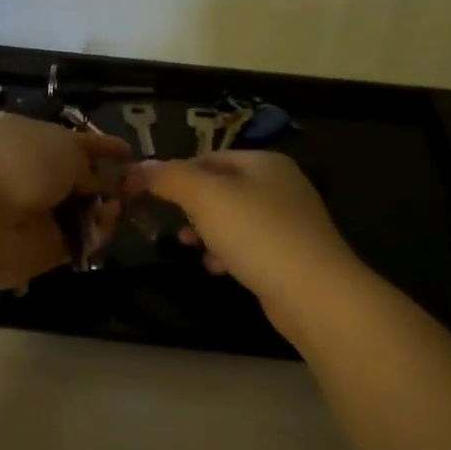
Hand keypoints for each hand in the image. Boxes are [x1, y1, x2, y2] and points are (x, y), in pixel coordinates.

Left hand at [0, 115, 129, 287]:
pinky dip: (97, 234)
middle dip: (110, 182)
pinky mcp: (43, 249)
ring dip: (106, 208)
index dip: (100, 147)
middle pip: (80, 180)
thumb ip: (86, 161)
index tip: (128, 152)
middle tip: (138, 185)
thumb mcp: (63, 145)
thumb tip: (93, 180)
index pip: (71, 143)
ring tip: (120, 206)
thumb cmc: (20, 163)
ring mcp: (37, 215)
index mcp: (28, 140)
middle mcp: (31, 176)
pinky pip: (79, 240)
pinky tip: (107, 225)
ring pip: (83, 212)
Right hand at [131, 152, 362, 337]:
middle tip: (170, 224)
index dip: (174, 173)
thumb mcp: (205, 197)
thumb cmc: (256, 233)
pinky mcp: (289, 254)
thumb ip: (169, 178)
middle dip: (190, 207)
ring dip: (206, 233)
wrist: (313, 292)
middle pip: (219, 189)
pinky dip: (227, 254)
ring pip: (231, 220)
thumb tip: (137, 168)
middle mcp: (279, 185)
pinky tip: (217, 269)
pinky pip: (247, 246)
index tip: (146, 195)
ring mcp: (287, 221)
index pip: (207, 157)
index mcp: (263, 162)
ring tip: (190, 248)